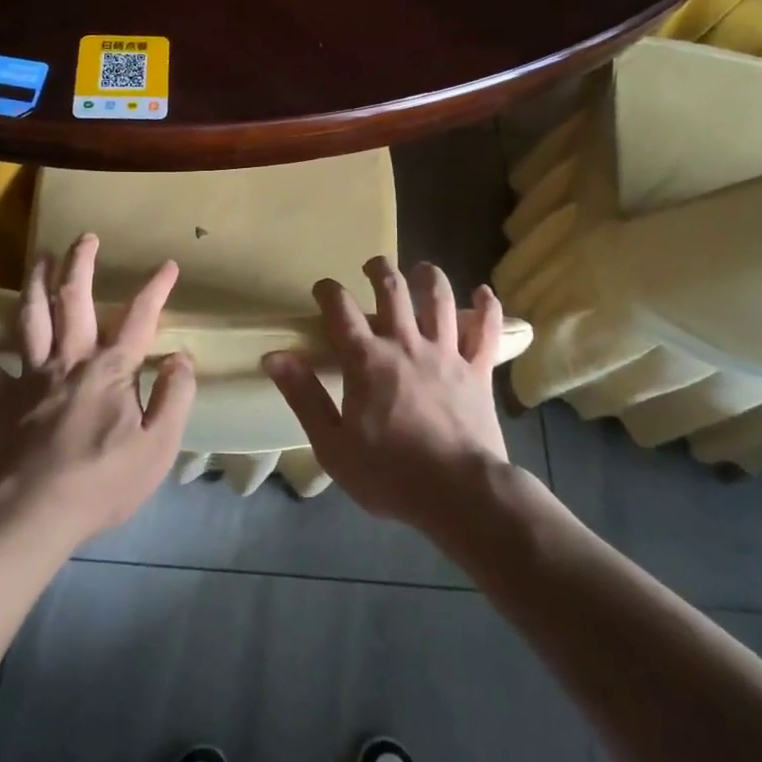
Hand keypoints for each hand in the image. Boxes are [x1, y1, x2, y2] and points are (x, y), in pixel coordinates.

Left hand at [0, 234, 196, 555]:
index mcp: (110, 370)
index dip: (155, 290)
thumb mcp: (158, 446)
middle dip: (81, 265)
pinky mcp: (1, 398)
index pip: (139, 319)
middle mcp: (70, 360)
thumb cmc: (102, 482)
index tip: (167, 265)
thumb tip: (180, 357)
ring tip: (39, 256)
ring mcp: (31, 376)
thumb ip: (174, 396)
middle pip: (74, 301)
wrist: (35, 514)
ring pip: (31, 317)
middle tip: (84, 237)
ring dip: (35, 283)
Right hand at [266, 257, 510, 534]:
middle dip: (379, 270)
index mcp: (366, 359)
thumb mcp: (332, 444)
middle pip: (392, 289)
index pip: (340, 308)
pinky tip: (484, 293)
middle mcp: (406, 343)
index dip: (328, 291)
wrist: (460, 494)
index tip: (322, 289)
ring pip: (439, 300)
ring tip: (421, 269)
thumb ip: (303, 396)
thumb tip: (274, 356)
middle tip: (372, 266)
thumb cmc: (389, 474)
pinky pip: (487, 332)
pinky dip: (488, 309)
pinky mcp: (478, 371)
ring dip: (429, 277)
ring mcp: (446, 353)